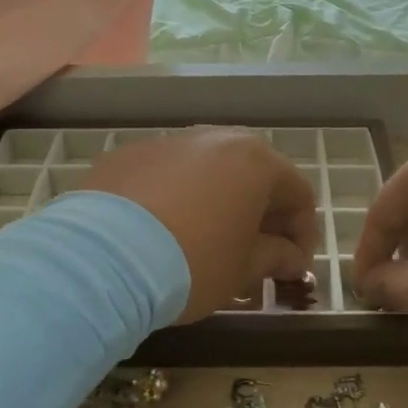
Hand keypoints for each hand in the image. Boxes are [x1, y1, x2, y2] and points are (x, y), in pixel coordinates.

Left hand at [84, 129, 317, 322]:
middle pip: (252, 174)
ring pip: (206, 171)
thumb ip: (275, 257)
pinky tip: (161, 232)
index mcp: (254, 160)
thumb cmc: (193, 262)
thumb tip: (291, 259)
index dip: (303, 232)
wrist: (104, 258)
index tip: (294, 267)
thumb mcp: (243, 269)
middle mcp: (214, 138)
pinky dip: (174, 198)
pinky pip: (164, 175)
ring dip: (217, 202)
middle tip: (257, 253)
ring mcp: (167, 142)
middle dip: (261, 214)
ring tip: (207, 241)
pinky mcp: (127, 155)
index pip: (298, 192)